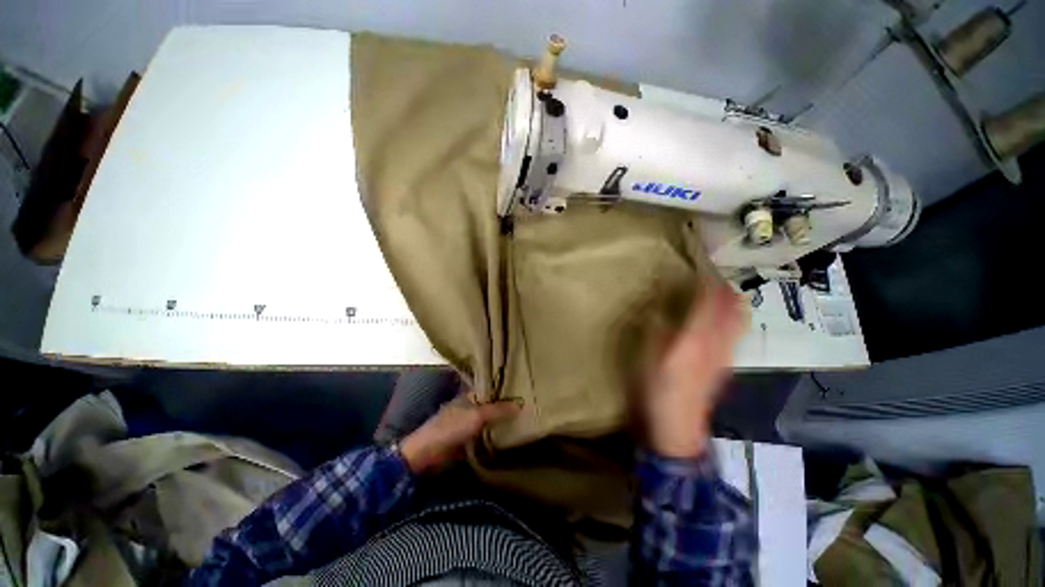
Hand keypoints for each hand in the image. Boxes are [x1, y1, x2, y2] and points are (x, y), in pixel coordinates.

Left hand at [398, 394, 521, 473]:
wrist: (427, 455)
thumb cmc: (451, 427)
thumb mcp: (477, 416)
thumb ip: (498, 410)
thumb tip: (521, 403)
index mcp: (469, 395)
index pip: (490, 388)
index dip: (504, 388)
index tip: (523, 388)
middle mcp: (469, 407)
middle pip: (491, 404)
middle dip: (505, 405)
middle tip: (528, 405)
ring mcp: (468, 424)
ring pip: (489, 420)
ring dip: (501, 421)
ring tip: (524, 419)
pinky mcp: (467, 440)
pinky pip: (485, 435)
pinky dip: (495, 435)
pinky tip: (509, 436)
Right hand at [642, 283, 743, 458]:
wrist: (678, 427)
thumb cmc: (656, 389)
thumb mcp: (647, 357)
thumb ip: (655, 329)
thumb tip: (659, 308)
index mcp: (694, 339)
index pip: (707, 304)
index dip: (707, 284)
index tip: (702, 268)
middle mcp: (716, 344)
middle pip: (731, 310)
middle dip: (726, 290)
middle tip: (713, 276)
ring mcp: (724, 355)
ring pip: (737, 321)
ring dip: (731, 303)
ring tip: (719, 291)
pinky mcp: (724, 365)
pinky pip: (734, 334)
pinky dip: (731, 319)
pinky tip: (720, 318)